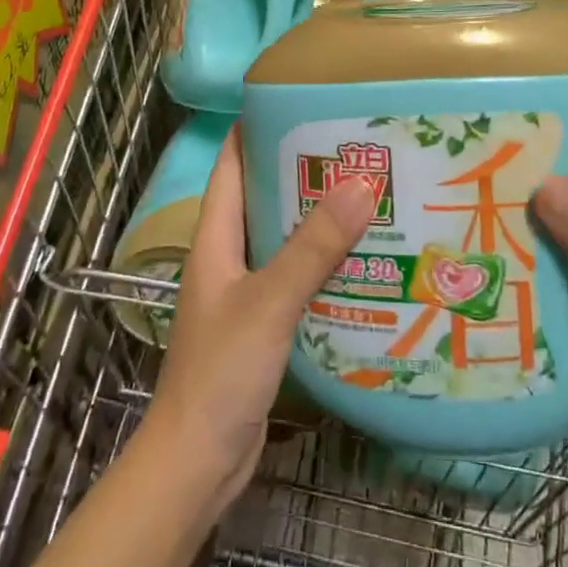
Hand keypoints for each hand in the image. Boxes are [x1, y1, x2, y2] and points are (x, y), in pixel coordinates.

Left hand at [142, 125, 375, 512]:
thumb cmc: (220, 373)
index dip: (258, 127)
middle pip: (264, 195)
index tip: (303, 102)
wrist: (197, 463)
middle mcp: (228, 254)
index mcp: (216, 236)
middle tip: (356, 147)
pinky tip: (364, 259)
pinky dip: (324, 261)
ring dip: (318, 217)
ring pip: (284, 237)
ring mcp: (245, 290)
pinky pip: (296, 275)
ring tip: (370, 193)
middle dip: (304, 170)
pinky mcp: (264, 321)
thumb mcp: (269, 302)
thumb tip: (360, 184)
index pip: (232, 163)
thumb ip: (312, 246)